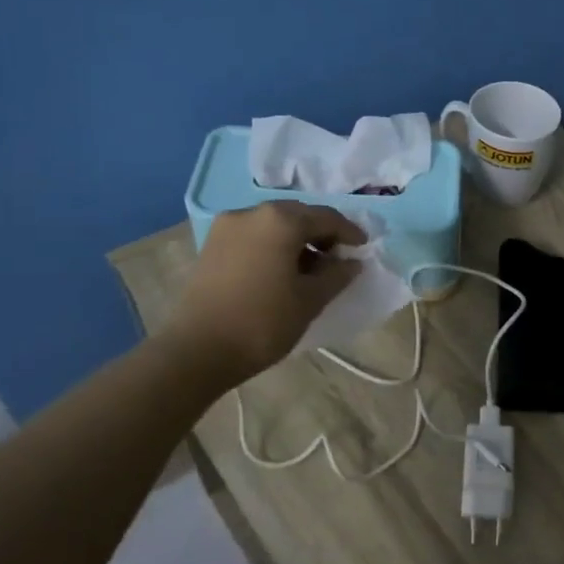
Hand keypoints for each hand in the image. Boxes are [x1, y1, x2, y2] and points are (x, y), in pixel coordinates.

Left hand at [163, 201, 364, 382]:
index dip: (350, 232)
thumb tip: (352, 262)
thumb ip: (337, 275)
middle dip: (322, 232)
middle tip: (339, 257)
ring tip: (312, 268)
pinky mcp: (213, 244)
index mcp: (281, 221)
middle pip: (298, 215)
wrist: (199, 349)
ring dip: (297, 239)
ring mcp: (227, 227)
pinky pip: (254, 235)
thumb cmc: (264, 322)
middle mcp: (253, 213)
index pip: (326, 217)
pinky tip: (283, 270)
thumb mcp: (311, 299)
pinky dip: (274, 245)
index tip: (364, 248)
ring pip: (274, 224)